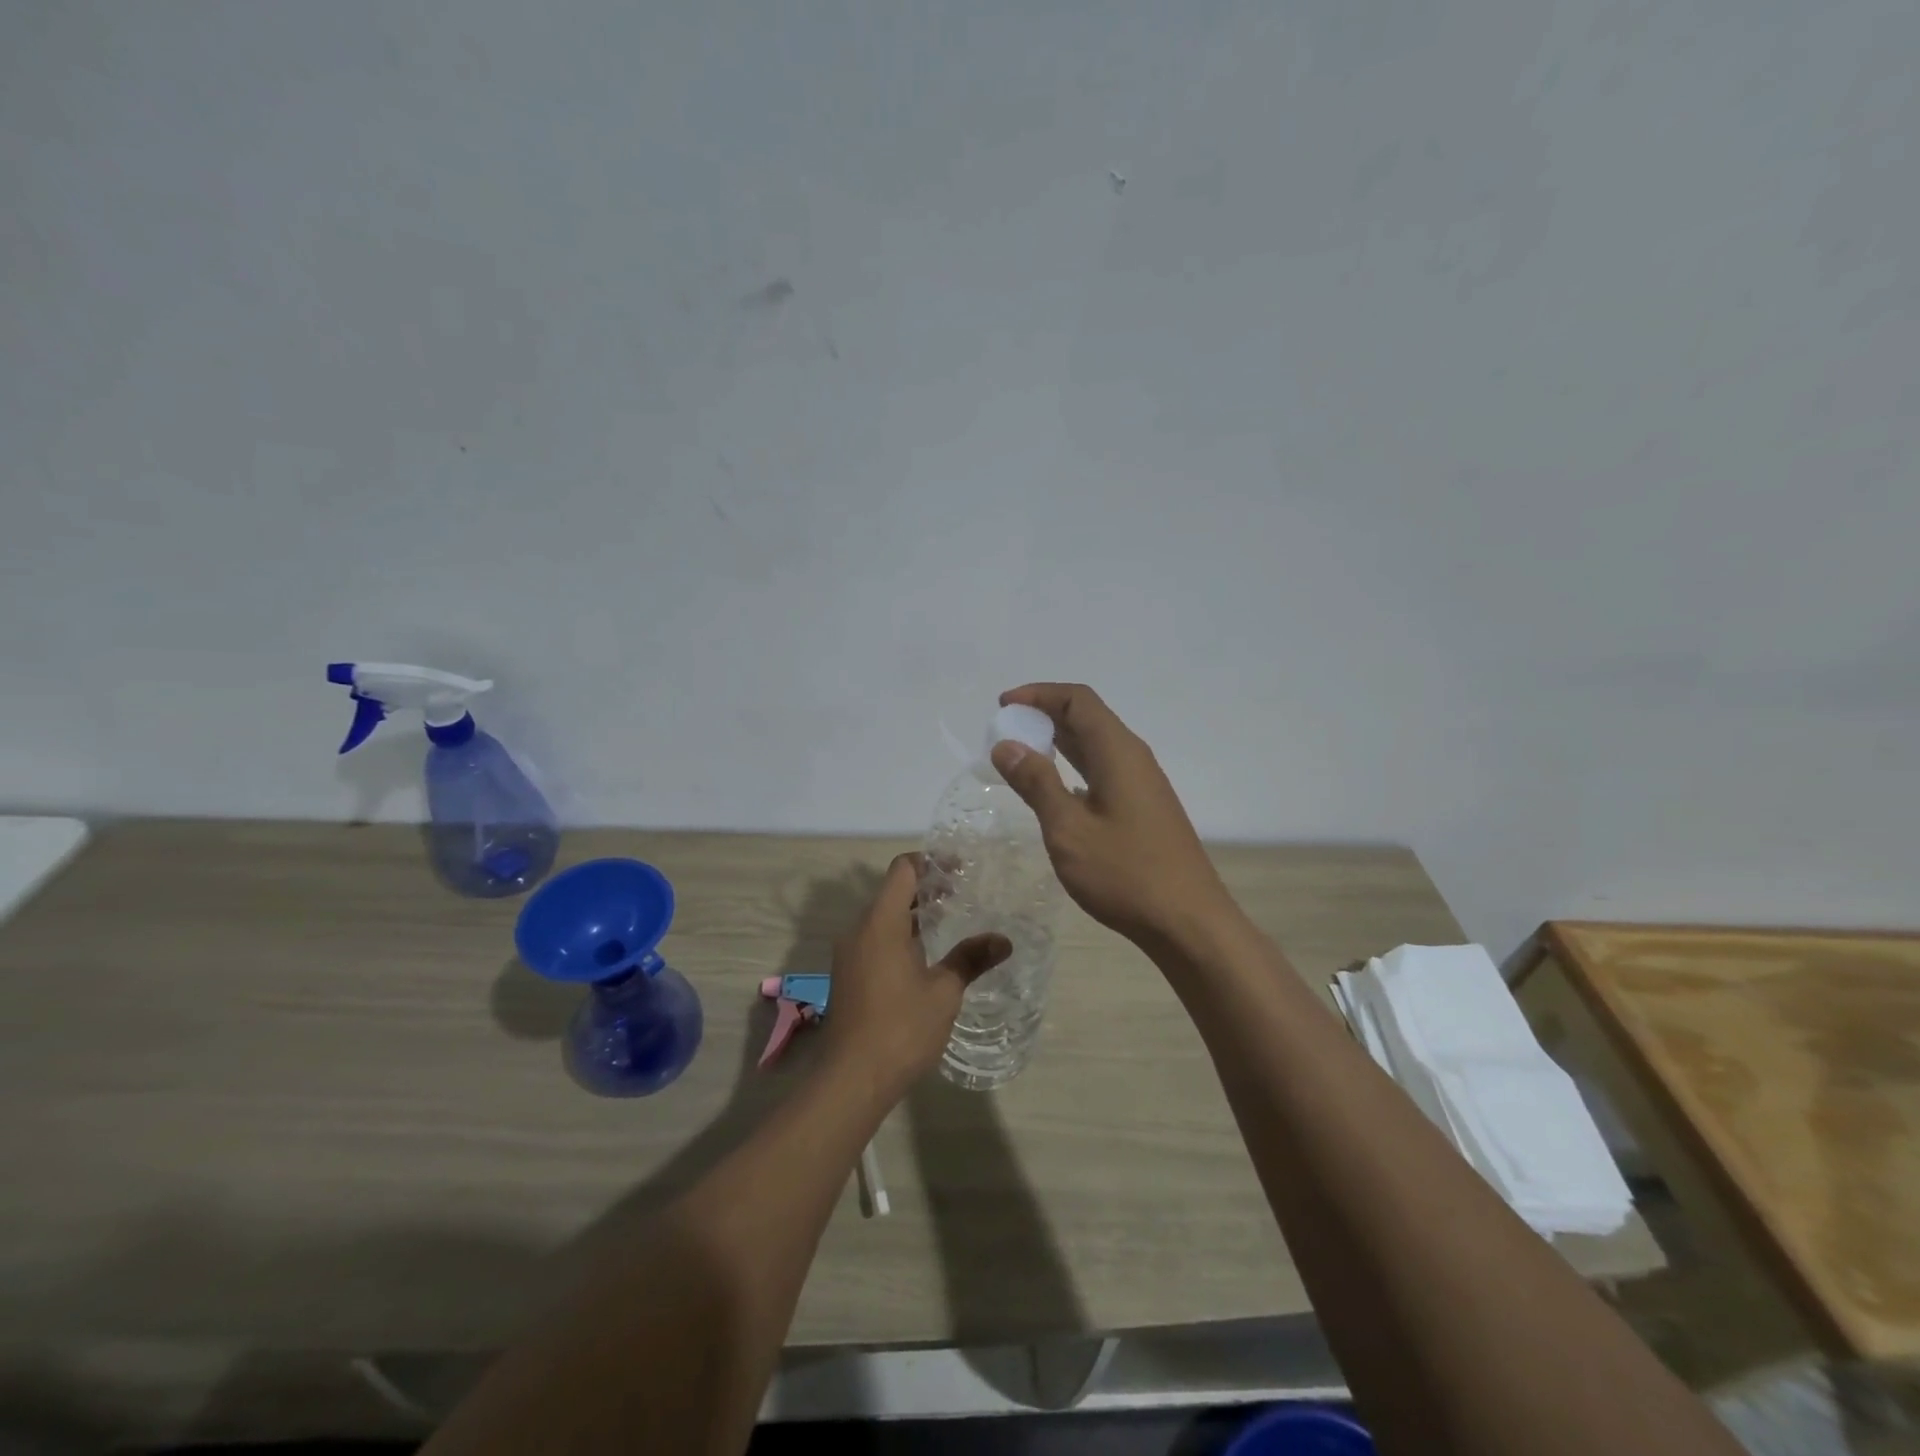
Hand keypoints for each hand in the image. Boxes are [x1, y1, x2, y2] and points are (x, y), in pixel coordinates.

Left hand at [819, 854, 1010, 1097]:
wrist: (851, 1079)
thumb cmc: (900, 1028)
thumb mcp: (943, 992)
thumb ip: (971, 959)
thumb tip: (1004, 940)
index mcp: (881, 922)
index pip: (903, 870)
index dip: (931, 862)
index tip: (960, 870)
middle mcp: (859, 930)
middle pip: (892, 891)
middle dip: (926, 888)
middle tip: (963, 894)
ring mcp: (849, 953)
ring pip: (883, 917)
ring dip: (913, 914)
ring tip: (949, 923)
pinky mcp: (848, 975)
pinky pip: (875, 939)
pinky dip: (900, 935)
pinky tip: (925, 957)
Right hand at [991, 683, 1236, 948]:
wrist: (1188, 922)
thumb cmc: (1125, 873)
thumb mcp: (1069, 829)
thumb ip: (1036, 783)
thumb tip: (1006, 745)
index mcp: (1117, 752)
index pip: (1077, 699)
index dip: (1039, 694)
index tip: (1003, 705)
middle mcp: (1133, 758)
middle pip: (1087, 717)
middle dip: (1044, 715)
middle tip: (1005, 732)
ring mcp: (1142, 783)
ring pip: (1095, 745)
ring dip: (1058, 742)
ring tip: (1021, 755)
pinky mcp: (1144, 807)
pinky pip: (1103, 770)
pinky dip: (1073, 767)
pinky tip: (1055, 791)